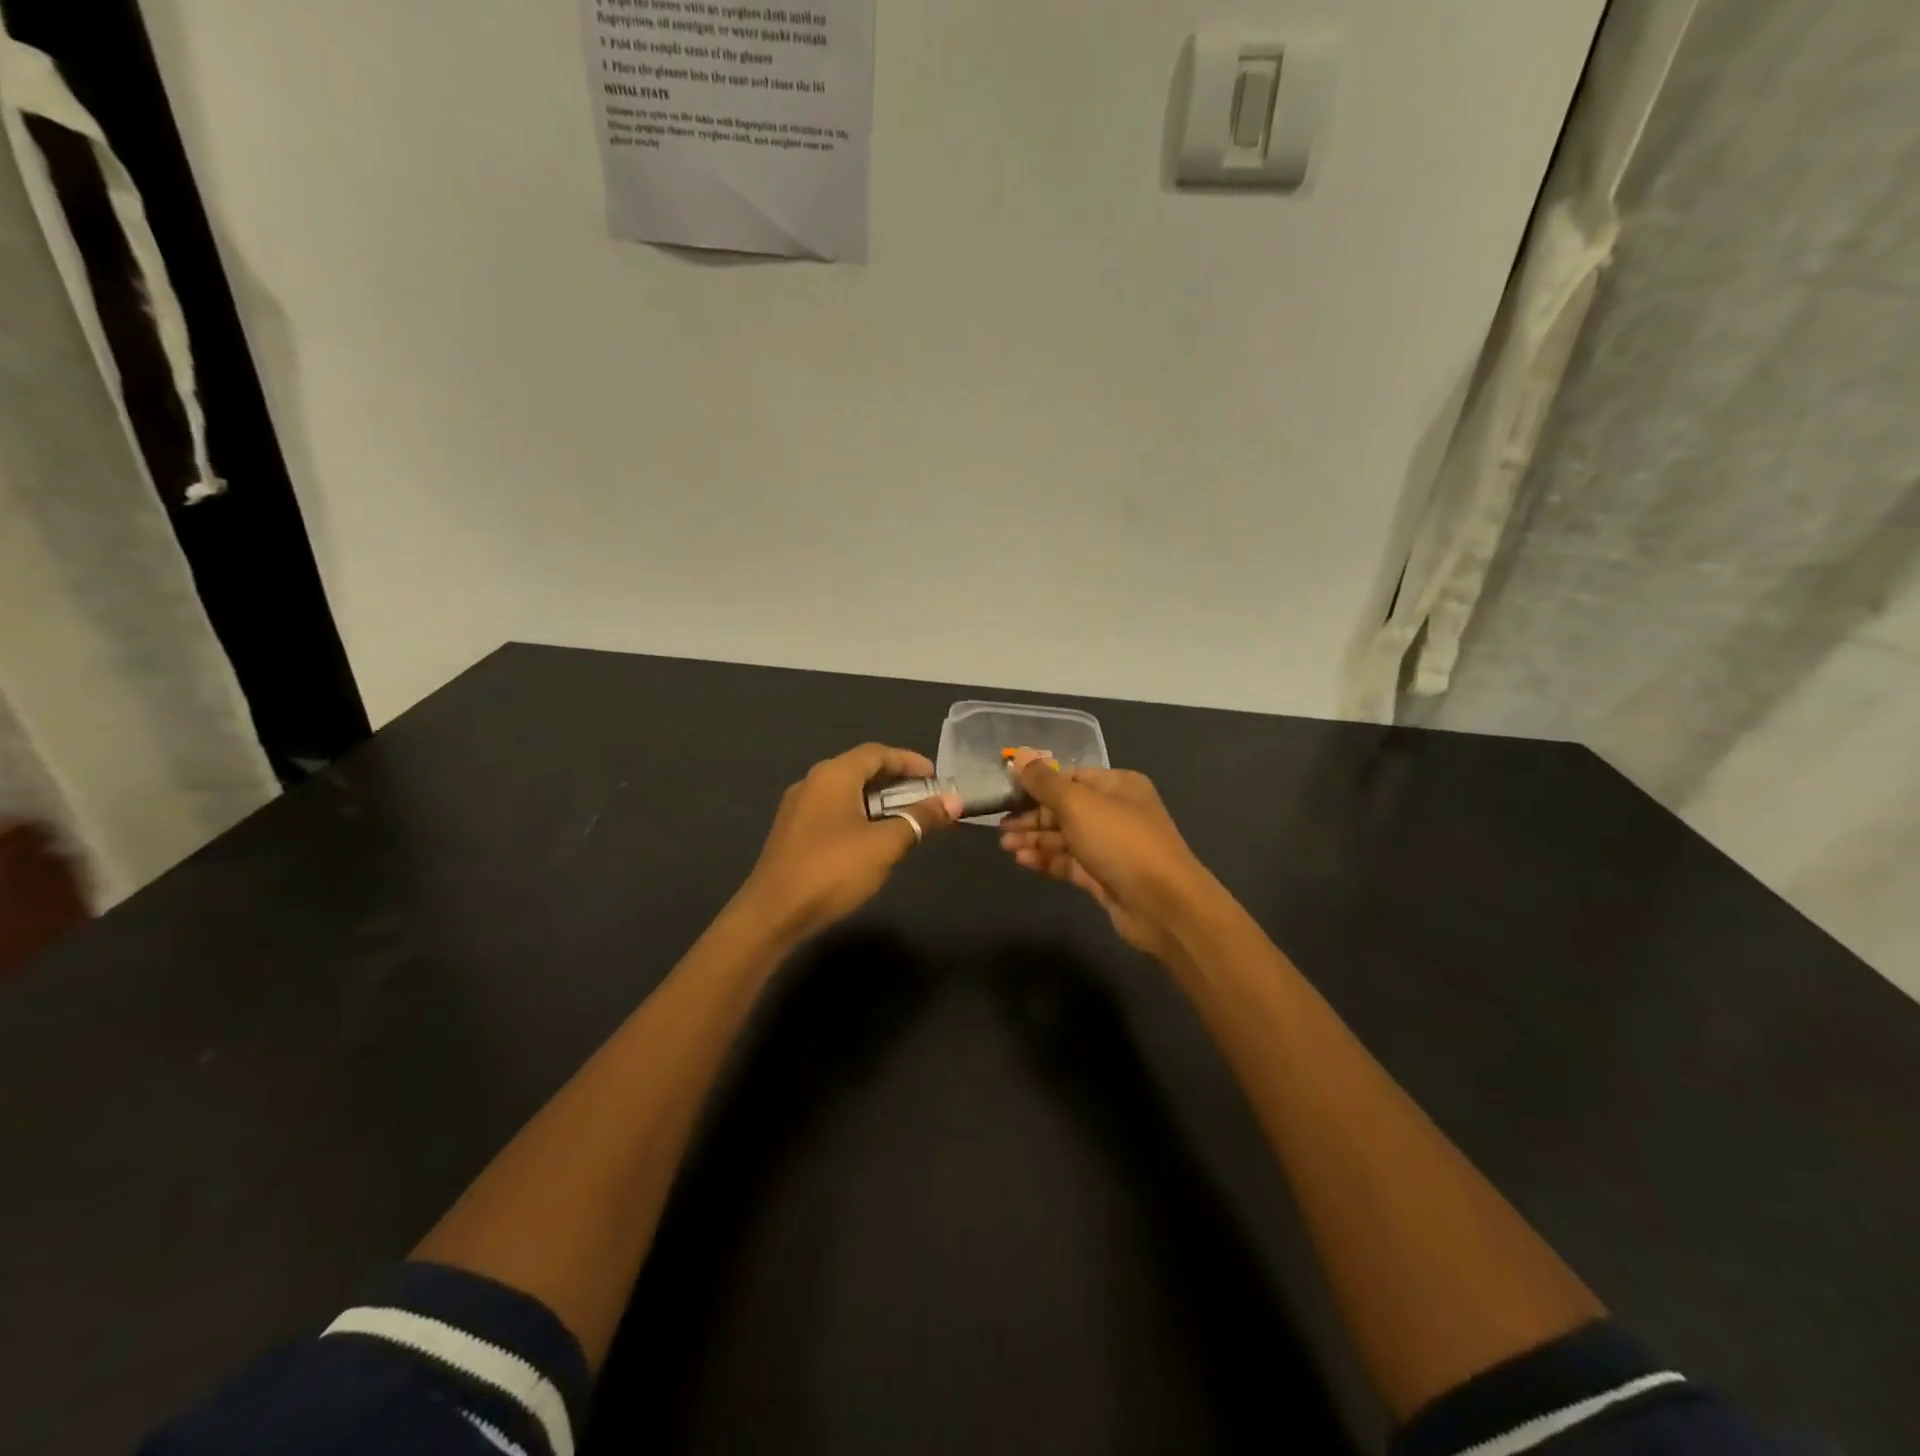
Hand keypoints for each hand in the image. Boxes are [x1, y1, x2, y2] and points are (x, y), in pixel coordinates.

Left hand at [738, 742, 960, 943]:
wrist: (773, 914)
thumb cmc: (832, 870)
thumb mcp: (884, 845)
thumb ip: (920, 819)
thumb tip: (954, 801)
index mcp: (833, 775)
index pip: (877, 753)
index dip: (909, 761)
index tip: (935, 776)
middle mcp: (812, 782)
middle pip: (860, 769)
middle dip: (896, 781)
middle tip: (925, 797)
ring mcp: (798, 808)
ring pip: (846, 792)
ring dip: (878, 800)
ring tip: (905, 818)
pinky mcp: (792, 832)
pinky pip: (833, 811)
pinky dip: (859, 815)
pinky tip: (872, 838)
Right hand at [998, 749, 1216, 958]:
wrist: (1163, 905)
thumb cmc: (1120, 842)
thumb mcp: (1077, 803)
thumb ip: (1044, 781)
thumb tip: (1020, 754)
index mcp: (1117, 785)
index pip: (1070, 776)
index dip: (1038, 782)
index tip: (1007, 791)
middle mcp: (1115, 811)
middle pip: (1065, 807)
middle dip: (1032, 815)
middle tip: (1000, 824)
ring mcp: (1110, 846)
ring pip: (1065, 836)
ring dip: (1034, 839)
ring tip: (1005, 845)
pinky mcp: (1104, 876)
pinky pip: (1069, 861)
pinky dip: (1047, 859)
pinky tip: (1022, 860)